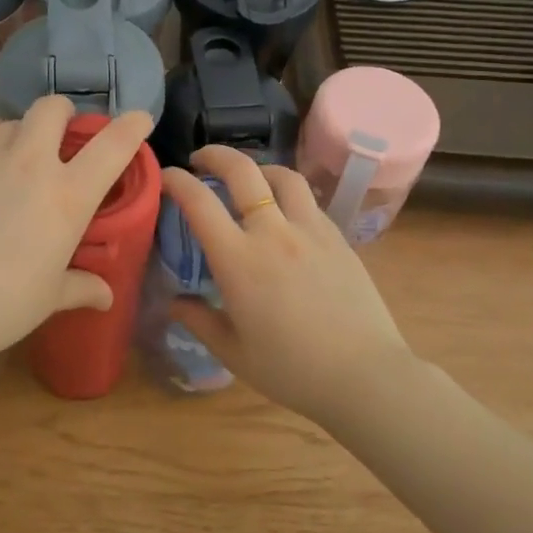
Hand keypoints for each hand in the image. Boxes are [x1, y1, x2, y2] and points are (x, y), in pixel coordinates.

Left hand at [0, 96, 153, 369]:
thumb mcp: (48, 298)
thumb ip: (81, 287)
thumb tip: (106, 295)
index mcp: (67, 196)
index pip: (113, 147)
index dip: (131, 127)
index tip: (139, 118)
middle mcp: (30, 163)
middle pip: (53, 109)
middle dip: (62, 115)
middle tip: (59, 138)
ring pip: (11, 121)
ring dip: (19, 134)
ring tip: (11, 159)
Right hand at [163, 146, 412, 424]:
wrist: (366, 377)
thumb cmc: (292, 370)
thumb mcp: (233, 353)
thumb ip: (199, 320)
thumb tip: (176, 301)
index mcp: (238, 260)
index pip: (199, 201)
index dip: (176, 181)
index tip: (166, 176)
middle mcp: (273, 232)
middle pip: (242, 170)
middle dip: (215, 155)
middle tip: (201, 160)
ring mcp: (310, 230)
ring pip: (282, 176)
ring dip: (258, 169)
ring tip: (248, 180)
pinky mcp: (338, 238)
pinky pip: (308, 200)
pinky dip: (287, 194)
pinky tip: (284, 215)